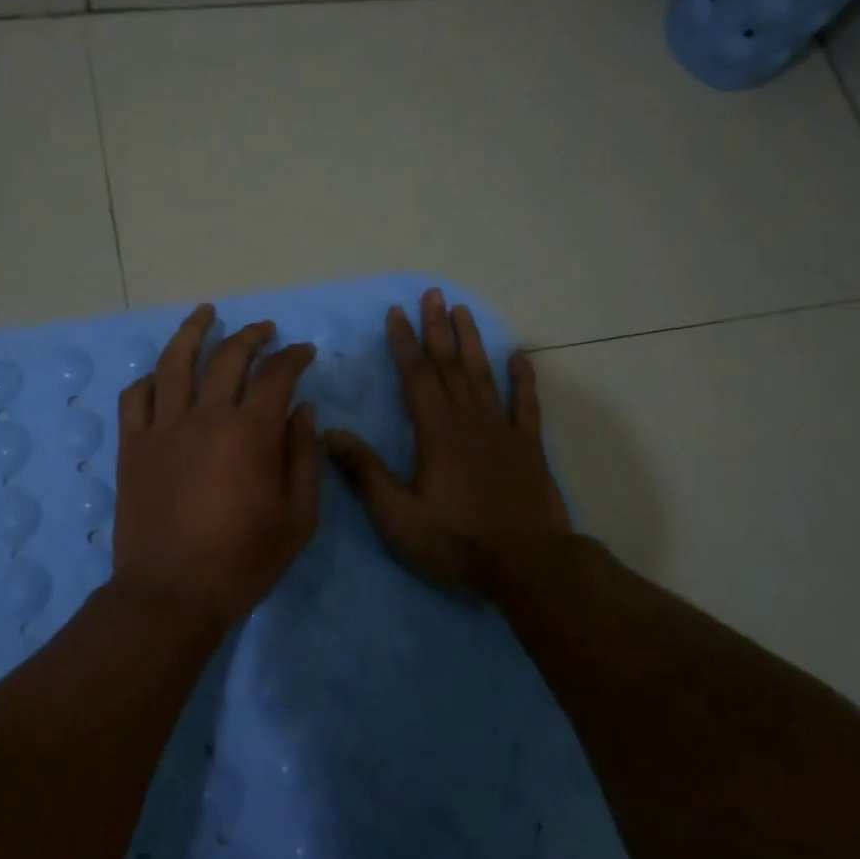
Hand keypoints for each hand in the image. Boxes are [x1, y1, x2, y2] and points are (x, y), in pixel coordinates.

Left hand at [113, 304, 321, 628]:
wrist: (171, 594)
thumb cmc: (243, 561)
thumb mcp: (298, 517)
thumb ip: (304, 456)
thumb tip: (303, 410)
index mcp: (249, 432)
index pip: (276, 375)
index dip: (294, 357)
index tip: (304, 352)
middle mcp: (204, 416)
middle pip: (228, 357)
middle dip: (252, 335)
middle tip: (266, 330)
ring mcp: (162, 428)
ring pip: (174, 362)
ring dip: (193, 331)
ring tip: (206, 313)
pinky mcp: (133, 446)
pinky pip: (136, 396)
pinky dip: (152, 377)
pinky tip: (163, 373)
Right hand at [326, 288, 571, 596]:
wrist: (528, 564)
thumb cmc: (457, 540)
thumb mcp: (398, 515)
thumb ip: (365, 471)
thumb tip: (330, 433)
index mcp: (436, 431)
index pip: (416, 375)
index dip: (404, 342)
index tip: (397, 313)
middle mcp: (469, 420)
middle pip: (450, 364)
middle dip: (438, 328)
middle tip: (433, 294)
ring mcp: (503, 430)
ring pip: (484, 375)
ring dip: (472, 342)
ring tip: (464, 311)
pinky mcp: (529, 447)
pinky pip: (526, 405)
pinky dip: (523, 379)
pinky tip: (520, 357)